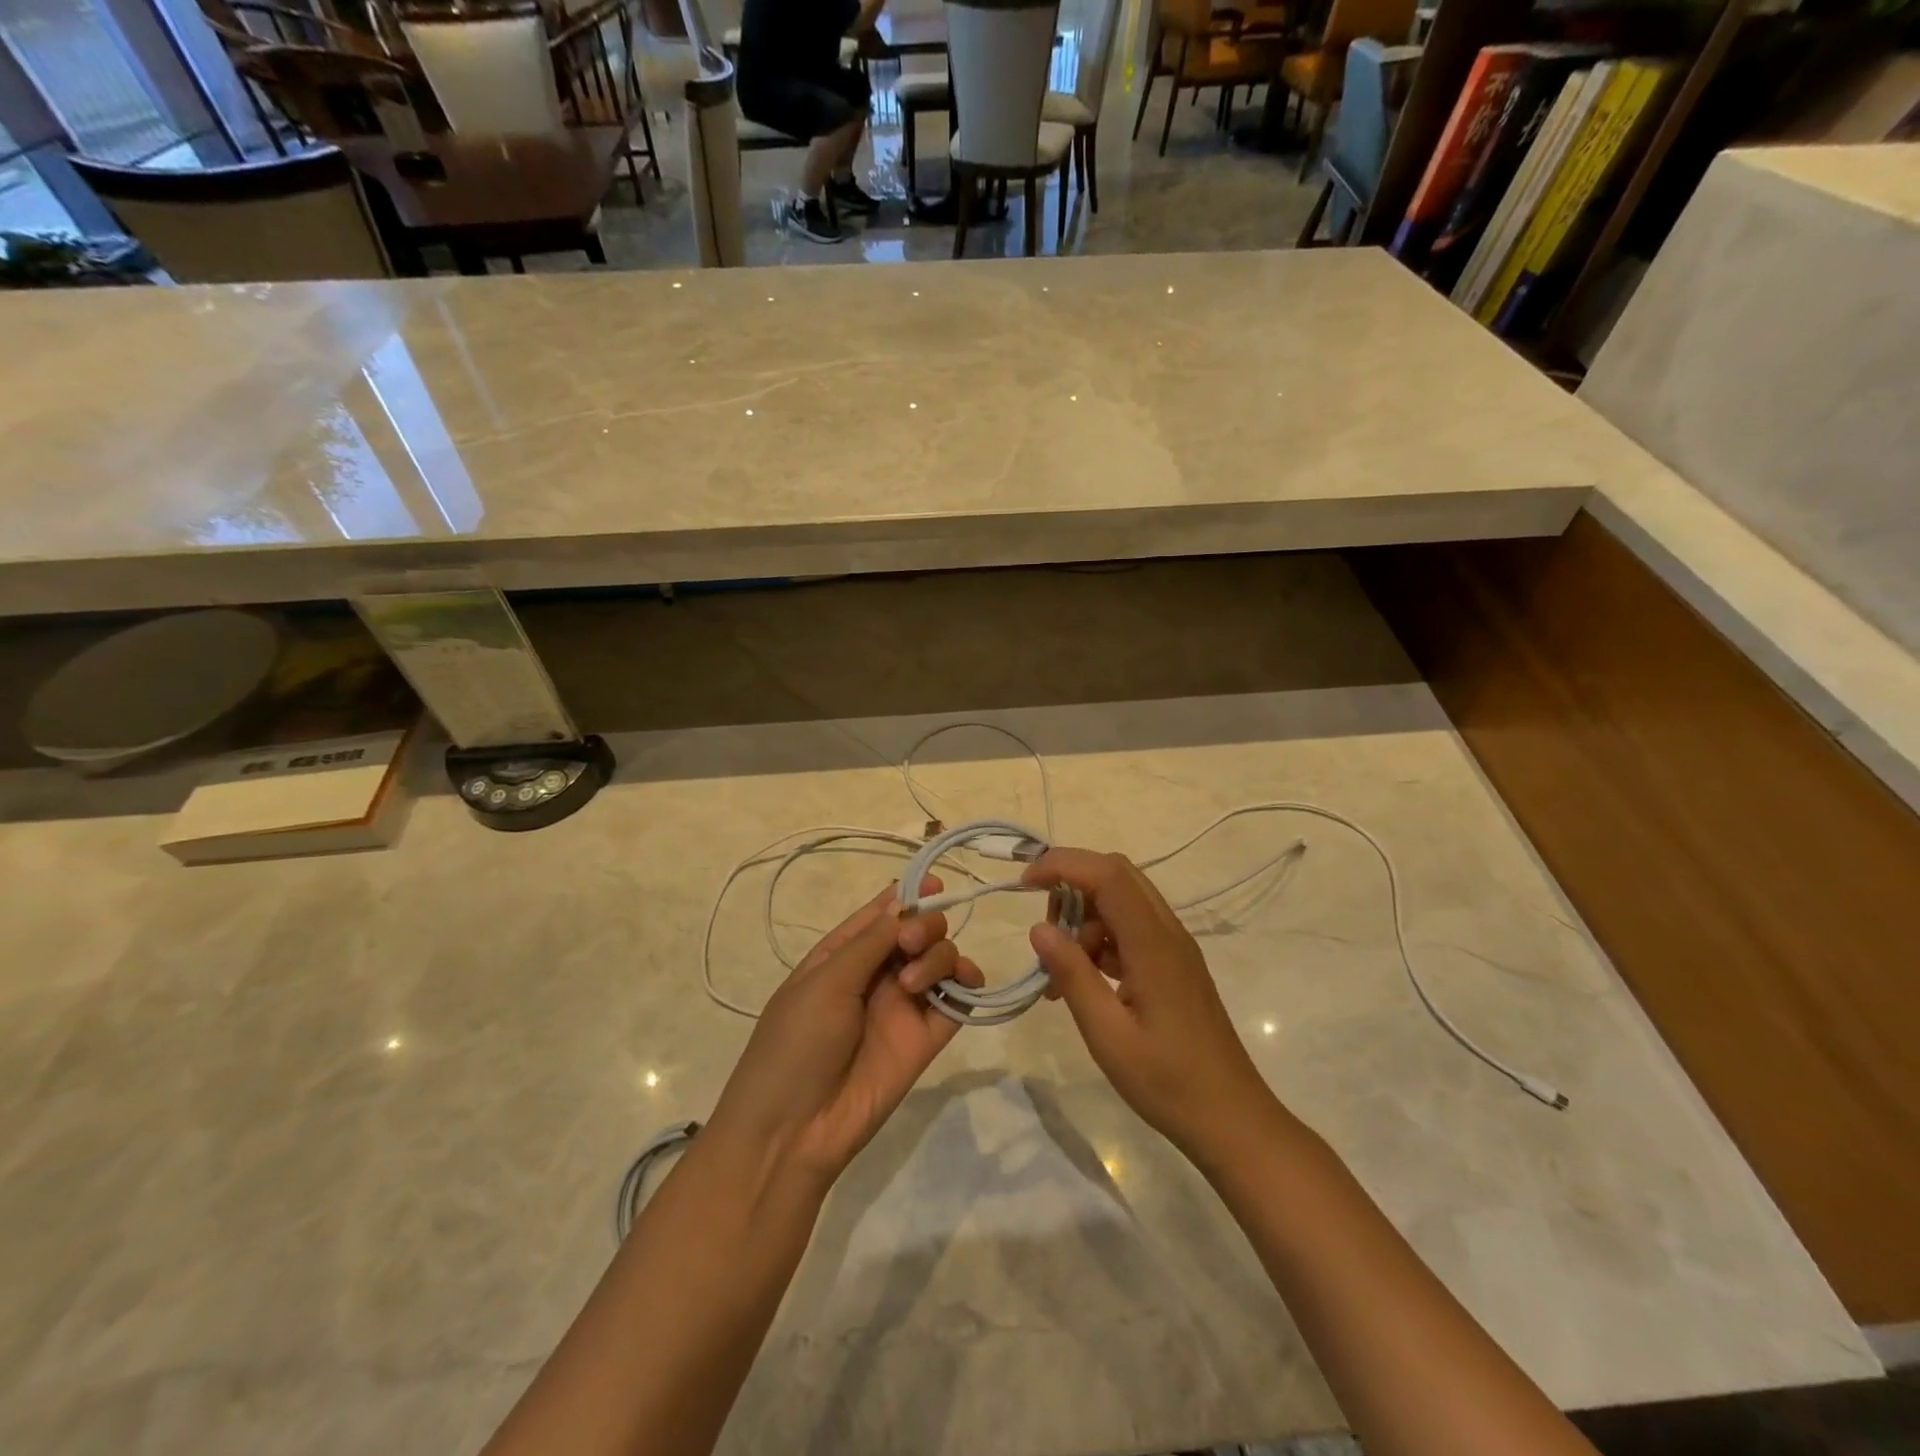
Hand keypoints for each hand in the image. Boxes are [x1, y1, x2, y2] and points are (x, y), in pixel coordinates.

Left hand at [704, 879, 982, 1198]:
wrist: (794, 1130)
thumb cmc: (795, 1044)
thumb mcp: (825, 982)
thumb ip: (870, 942)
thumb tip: (904, 901)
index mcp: (843, 955)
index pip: (882, 914)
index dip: (908, 895)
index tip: (935, 883)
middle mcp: (877, 974)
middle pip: (918, 931)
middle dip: (924, 925)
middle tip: (910, 945)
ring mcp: (903, 1006)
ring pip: (940, 959)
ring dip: (938, 956)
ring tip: (913, 983)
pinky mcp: (925, 1038)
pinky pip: (957, 1001)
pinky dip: (967, 984)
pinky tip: (964, 982)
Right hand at [1024, 849, 1277, 1160]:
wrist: (1231, 1119)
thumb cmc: (1167, 1082)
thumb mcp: (1107, 1033)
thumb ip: (1072, 975)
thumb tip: (1039, 928)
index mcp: (1153, 943)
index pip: (1107, 875)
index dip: (1062, 865)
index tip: (1023, 883)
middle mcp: (1167, 933)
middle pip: (1116, 876)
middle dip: (1072, 886)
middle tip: (1045, 932)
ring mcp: (1174, 948)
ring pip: (1122, 902)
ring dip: (1084, 920)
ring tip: (1059, 973)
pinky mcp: (1173, 965)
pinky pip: (1131, 930)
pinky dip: (1100, 940)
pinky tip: (1083, 981)